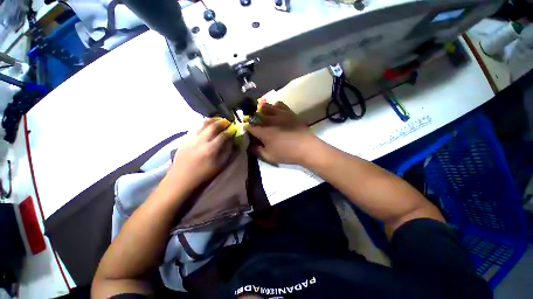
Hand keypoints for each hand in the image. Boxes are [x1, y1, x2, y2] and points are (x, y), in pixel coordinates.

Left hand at [169, 118, 235, 187]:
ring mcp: (192, 138)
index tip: (234, 128)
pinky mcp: (185, 138)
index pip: (224, 135)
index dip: (231, 130)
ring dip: (212, 120)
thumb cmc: (204, 174)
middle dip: (222, 122)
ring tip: (218, 121)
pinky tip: (206, 126)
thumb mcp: (220, 166)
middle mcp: (201, 140)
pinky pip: (196, 127)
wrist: (181, 179)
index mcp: (211, 149)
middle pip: (213, 126)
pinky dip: (203, 124)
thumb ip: (228, 152)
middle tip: (227, 122)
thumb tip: (232, 141)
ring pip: (203, 123)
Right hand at [247, 101, 315, 163]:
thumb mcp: (269, 157)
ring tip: (264, 115)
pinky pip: (279, 104)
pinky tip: (276, 111)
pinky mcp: (289, 112)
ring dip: (262, 110)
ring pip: (266, 107)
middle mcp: (270, 120)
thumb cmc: (287, 153)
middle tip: (255, 122)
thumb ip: (257, 151)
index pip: (250, 127)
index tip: (248, 130)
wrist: (306, 147)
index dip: (247, 128)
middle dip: (253, 118)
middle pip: (256, 114)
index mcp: (264, 132)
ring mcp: (280, 114)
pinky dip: (274, 106)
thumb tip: (250, 146)